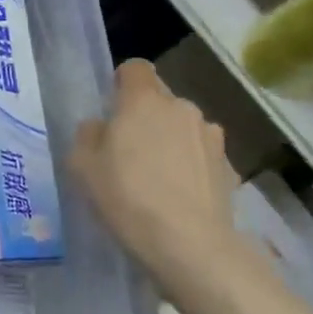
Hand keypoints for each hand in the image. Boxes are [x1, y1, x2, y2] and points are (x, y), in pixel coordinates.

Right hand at [71, 59, 251, 283]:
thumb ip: (88, 136)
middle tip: (127, 155)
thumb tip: (101, 127)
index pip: (135, 68)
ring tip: (157, 181)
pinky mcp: (230, 167)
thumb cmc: (127, 197)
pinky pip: (201, 157)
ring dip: (170, 143)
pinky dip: (190, 169)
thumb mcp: (82, 167)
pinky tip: (180, 199)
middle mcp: (182, 108)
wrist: (189, 245)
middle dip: (145, 119)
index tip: (112, 111)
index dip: (122, 84)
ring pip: (183, 128)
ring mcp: (211, 137)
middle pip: (160, 101)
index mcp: (144, 100)